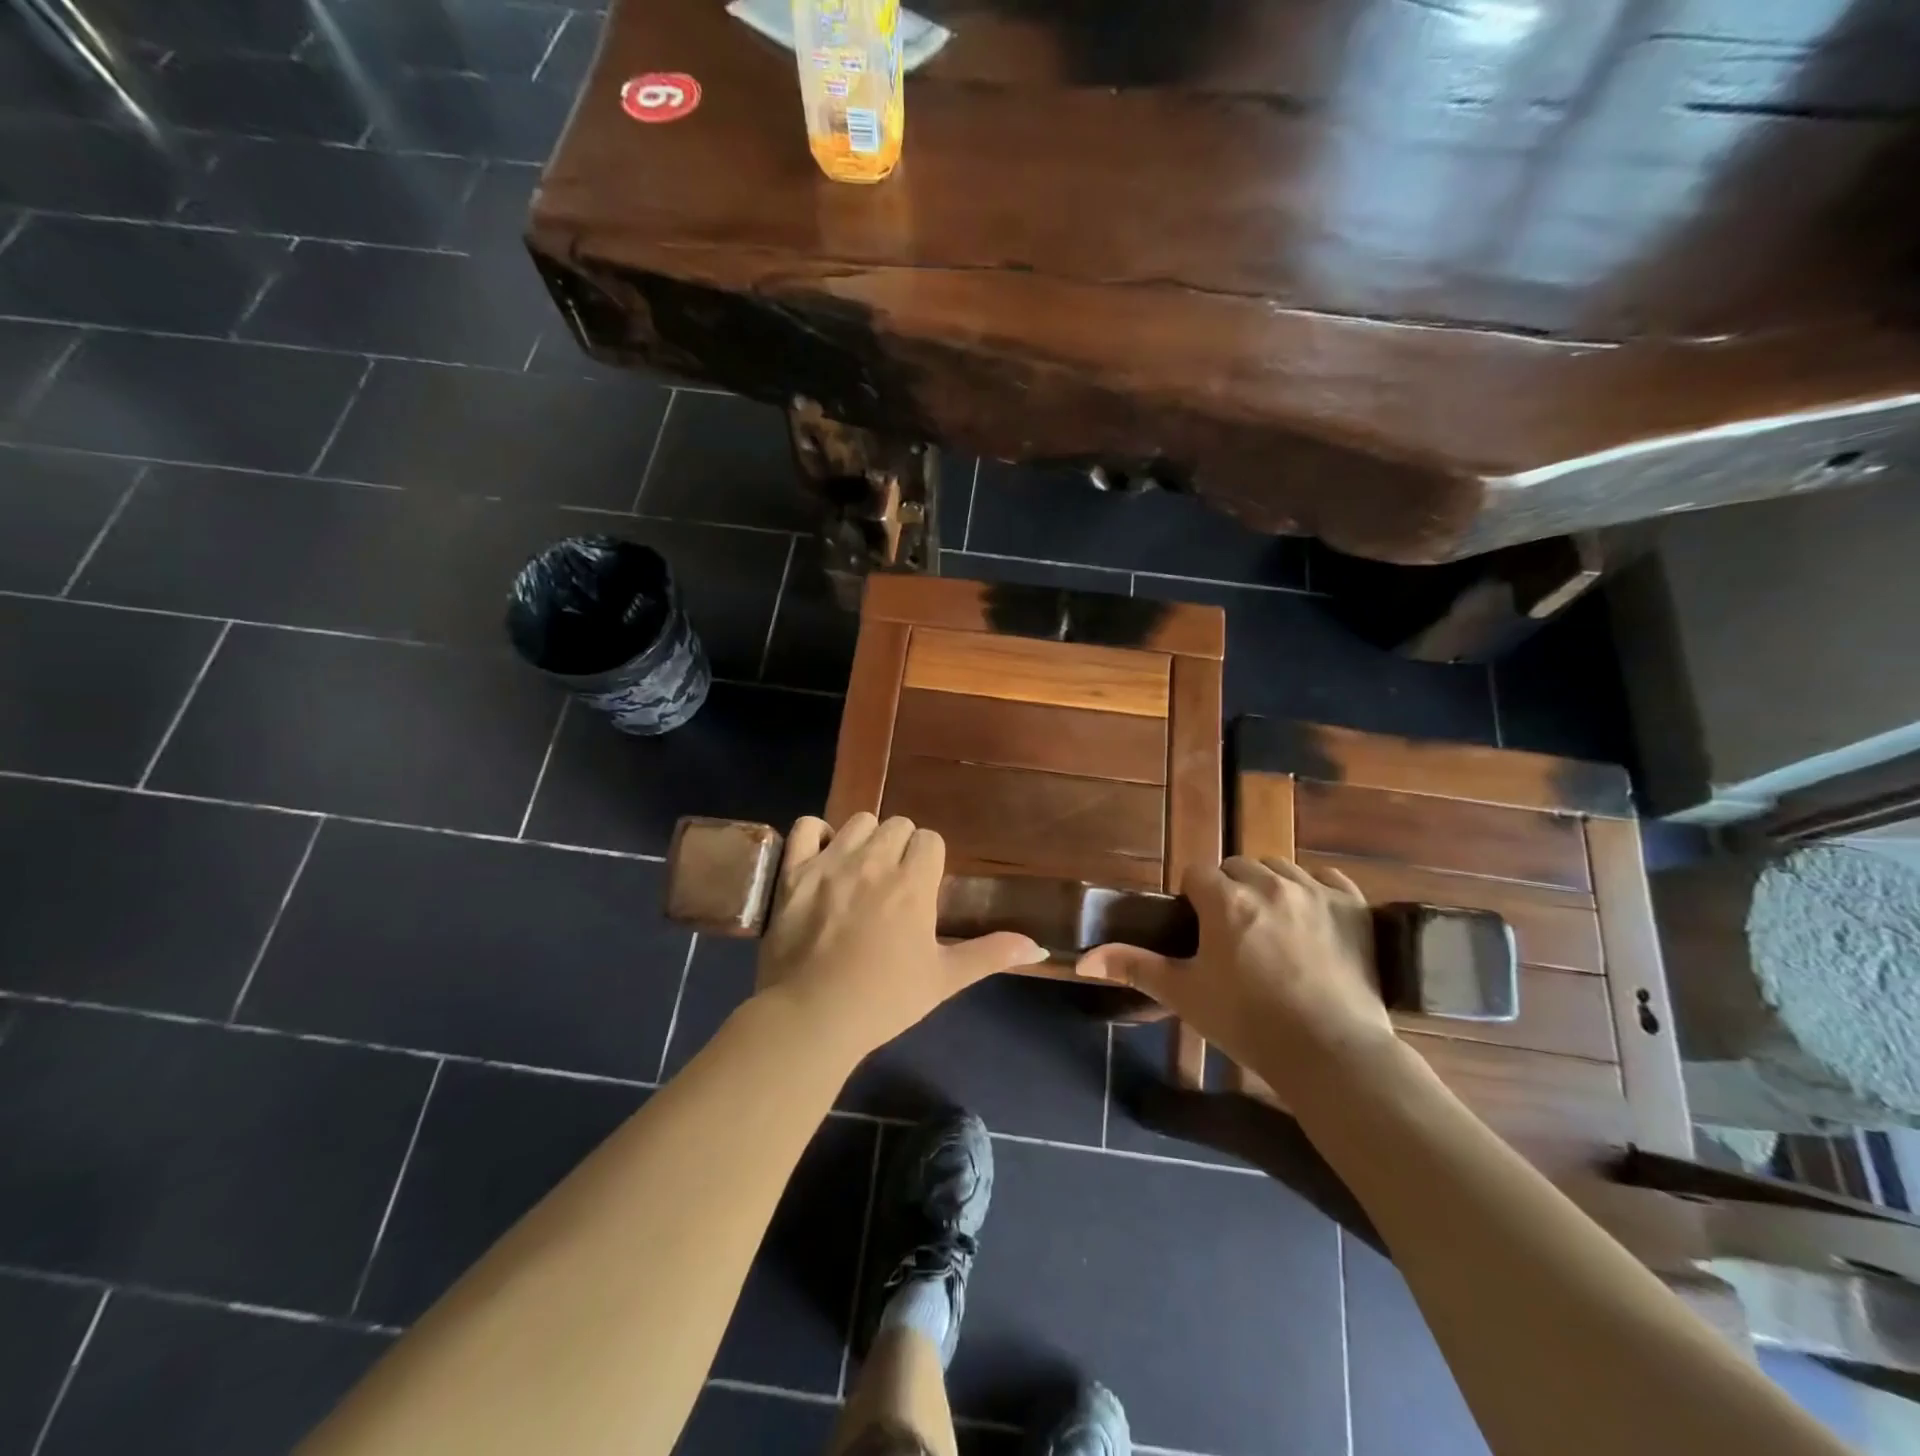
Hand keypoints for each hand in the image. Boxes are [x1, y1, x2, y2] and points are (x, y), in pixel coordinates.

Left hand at [754, 814, 1046, 1061]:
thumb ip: (990, 955)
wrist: (812, 1018)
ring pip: (859, 821)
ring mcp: (830, 863)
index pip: (930, 839)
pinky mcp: (794, 871)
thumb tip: (1039, 946)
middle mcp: (874, 862)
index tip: (922, 888)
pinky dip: (816, 834)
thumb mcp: (944, 979)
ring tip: (861, 870)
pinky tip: (822, 856)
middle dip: (901, 847)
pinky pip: (807, 827)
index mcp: (913, 883)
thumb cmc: (884, 1000)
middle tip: (894, 883)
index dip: (929, 860)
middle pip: (897, 825)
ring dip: (865, 839)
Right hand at [1078, 857, 1394, 1097]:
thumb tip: (1083, 960)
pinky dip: (1315, 890)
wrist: (1331, 1054)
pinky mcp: (1353, 906)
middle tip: (1234, 934)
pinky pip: (1326, 878)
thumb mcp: (1184, 994)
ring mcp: (1315, 892)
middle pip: (1238, 866)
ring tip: (1272, 928)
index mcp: (1225, 900)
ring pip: (1279, 869)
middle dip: (1230, 890)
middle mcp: (1269, 883)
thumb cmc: (1248, 1023)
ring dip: (1269, 888)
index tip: (1200, 930)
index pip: (1196, 872)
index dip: (1193, 898)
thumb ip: (1134, 967)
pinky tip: (1312, 920)